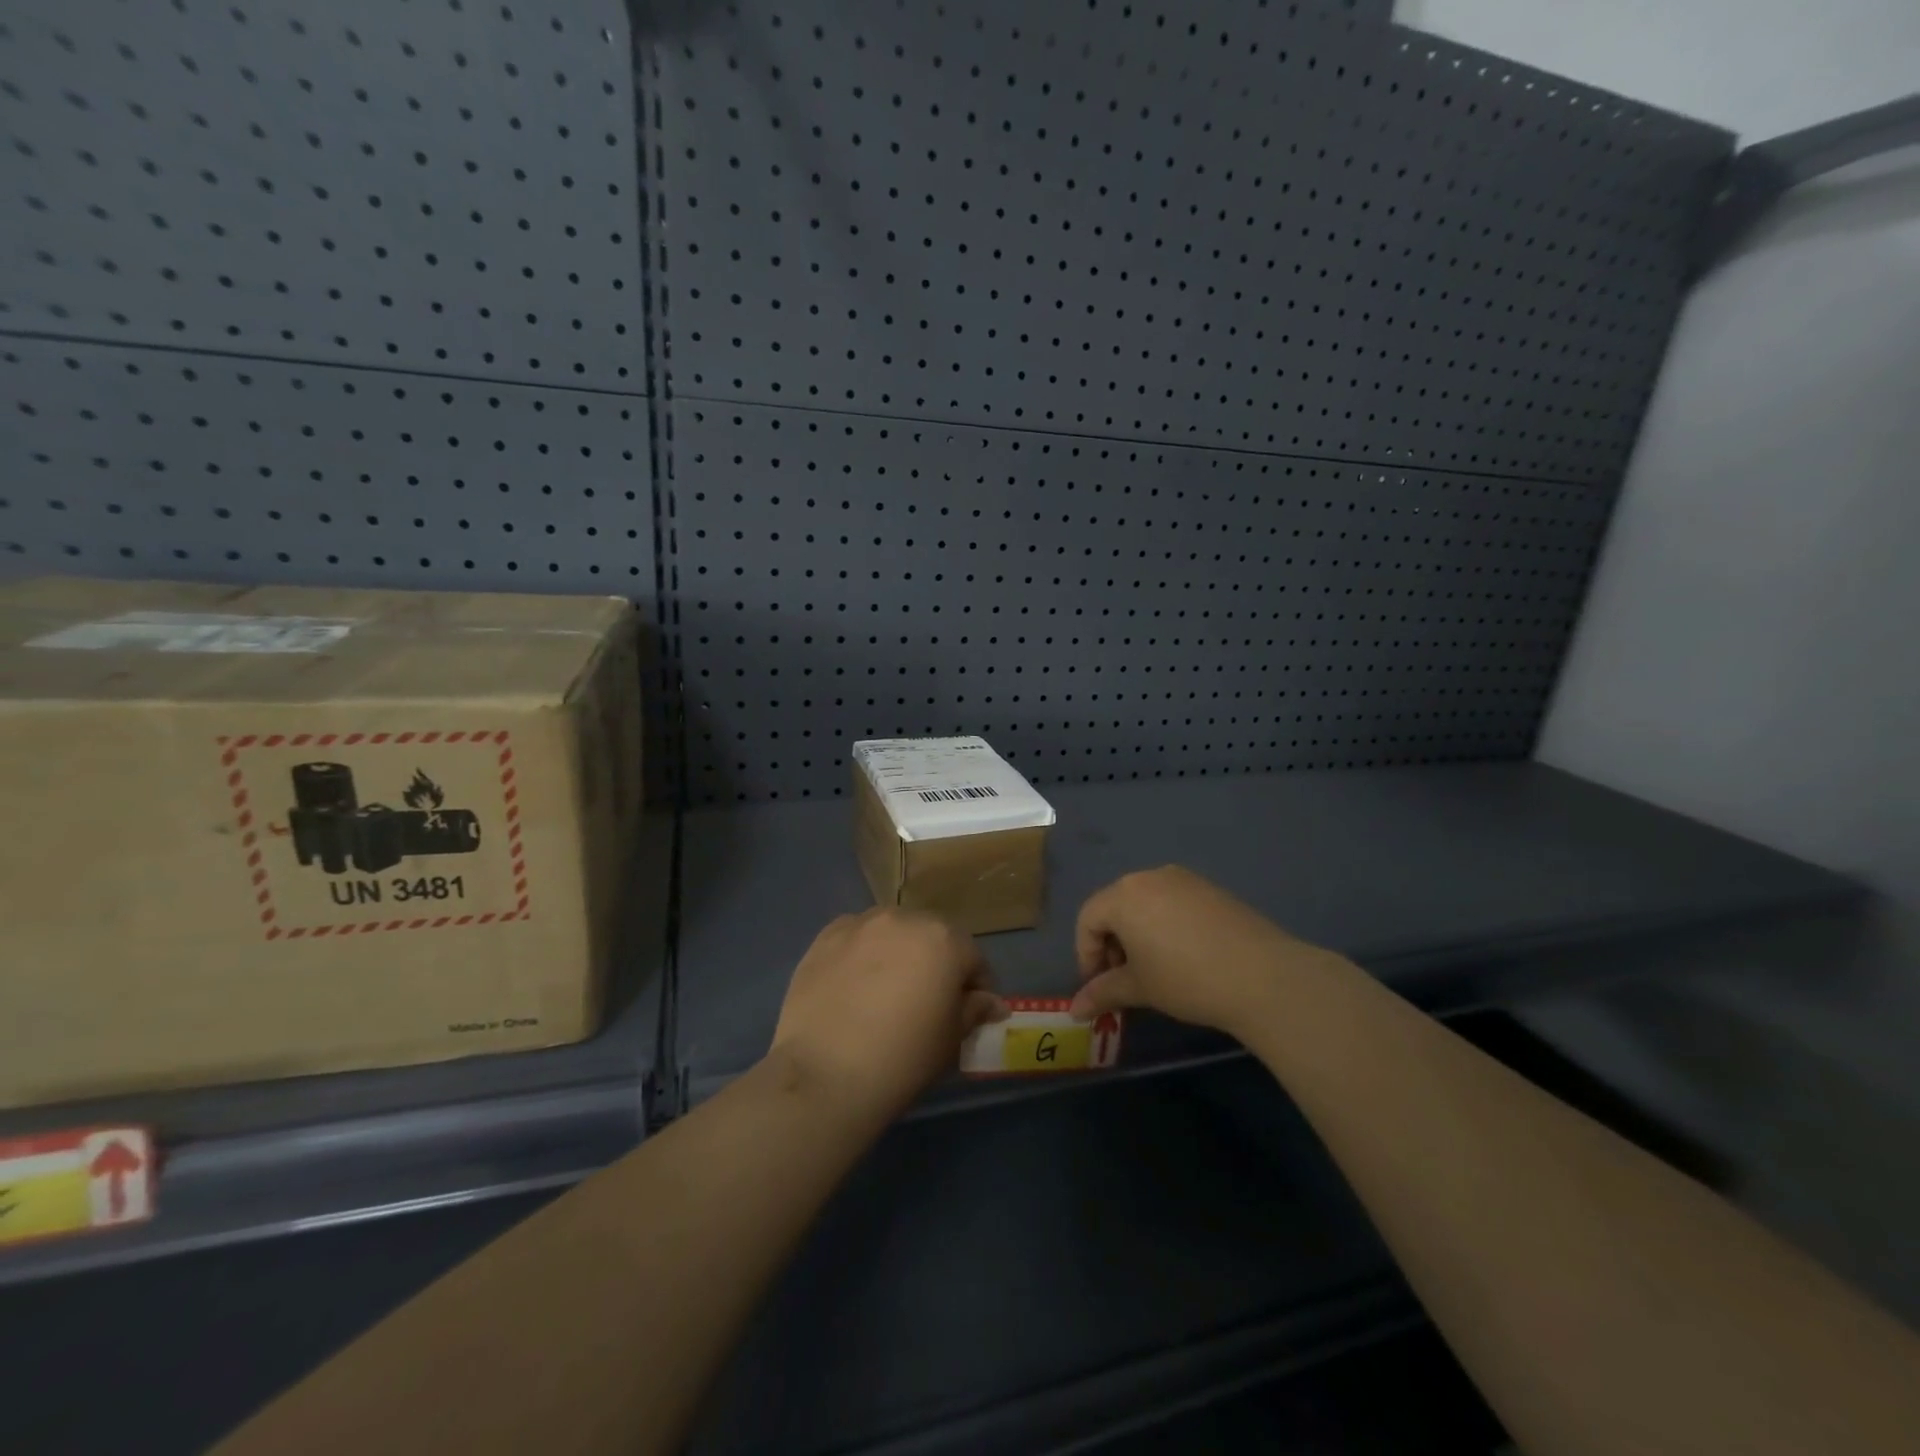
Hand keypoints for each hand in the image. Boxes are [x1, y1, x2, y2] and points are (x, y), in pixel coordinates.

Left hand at [769, 908, 1007, 1119]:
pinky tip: (854, 986)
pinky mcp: (824, 937)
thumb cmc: (903, 1058)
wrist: (825, 1074)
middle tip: (928, 1002)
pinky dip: (862, 954)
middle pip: (931, 936)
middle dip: (936, 963)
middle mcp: (903, 919)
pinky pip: (856, 939)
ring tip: (887, 991)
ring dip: (898, 953)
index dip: (976, 987)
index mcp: (944, 939)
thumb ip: (974, 1010)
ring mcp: (860, 924)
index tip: (970, 1013)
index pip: (973, 958)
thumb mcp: (951, 1040)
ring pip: (892, 932)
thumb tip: (991, 1003)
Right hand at [1069, 866, 1339, 1038]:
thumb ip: (1102, 992)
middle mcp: (1149, 877)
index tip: (1099, 987)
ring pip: (1145, 903)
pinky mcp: (1210, 888)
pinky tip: (1184, 956)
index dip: (1087, 955)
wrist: (1262, 975)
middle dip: (1112, 944)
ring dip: (1138, 934)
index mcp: (1123, 895)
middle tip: (1124, 979)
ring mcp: (1183, 879)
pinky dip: (1165, 925)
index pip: (1088, 919)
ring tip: (1154, 969)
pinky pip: (1173, 902)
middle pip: (1115, 907)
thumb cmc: (1186, 979)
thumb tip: (1074, 1009)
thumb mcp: (1139, 988)